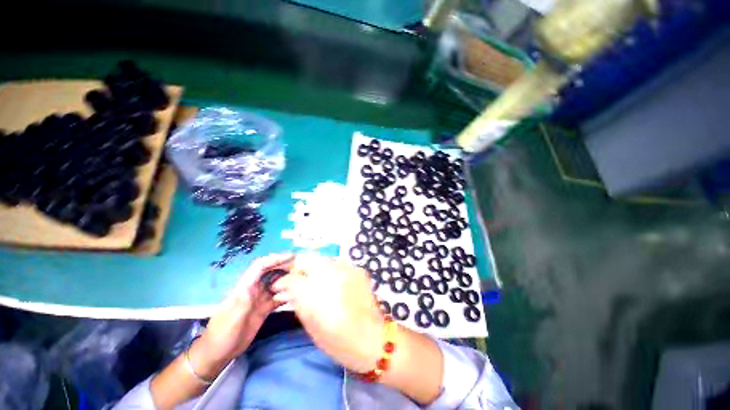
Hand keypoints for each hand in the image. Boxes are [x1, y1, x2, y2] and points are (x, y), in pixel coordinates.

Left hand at [194, 254, 293, 371]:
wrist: (218, 354)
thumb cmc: (221, 336)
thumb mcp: (231, 321)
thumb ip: (241, 304)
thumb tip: (252, 288)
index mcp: (244, 288)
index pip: (260, 267)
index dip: (275, 259)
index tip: (291, 257)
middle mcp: (253, 290)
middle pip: (270, 271)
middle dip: (285, 266)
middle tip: (302, 267)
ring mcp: (259, 299)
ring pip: (276, 283)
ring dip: (288, 279)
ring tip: (302, 279)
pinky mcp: (264, 309)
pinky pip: (278, 297)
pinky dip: (287, 294)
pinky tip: (297, 295)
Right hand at [271, 253, 384, 372]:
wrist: (371, 339)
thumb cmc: (336, 339)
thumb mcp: (310, 322)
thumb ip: (297, 300)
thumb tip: (285, 290)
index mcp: (315, 291)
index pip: (292, 276)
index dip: (284, 280)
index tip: (281, 285)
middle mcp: (331, 273)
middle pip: (310, 260)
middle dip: (301, 269)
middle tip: (299, 281)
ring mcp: (347, 269)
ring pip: (325, 261)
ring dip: (318, 270)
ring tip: (317, 284)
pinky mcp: (358, 270)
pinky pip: (340, 266)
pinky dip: (334, 273)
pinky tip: (335, 285)